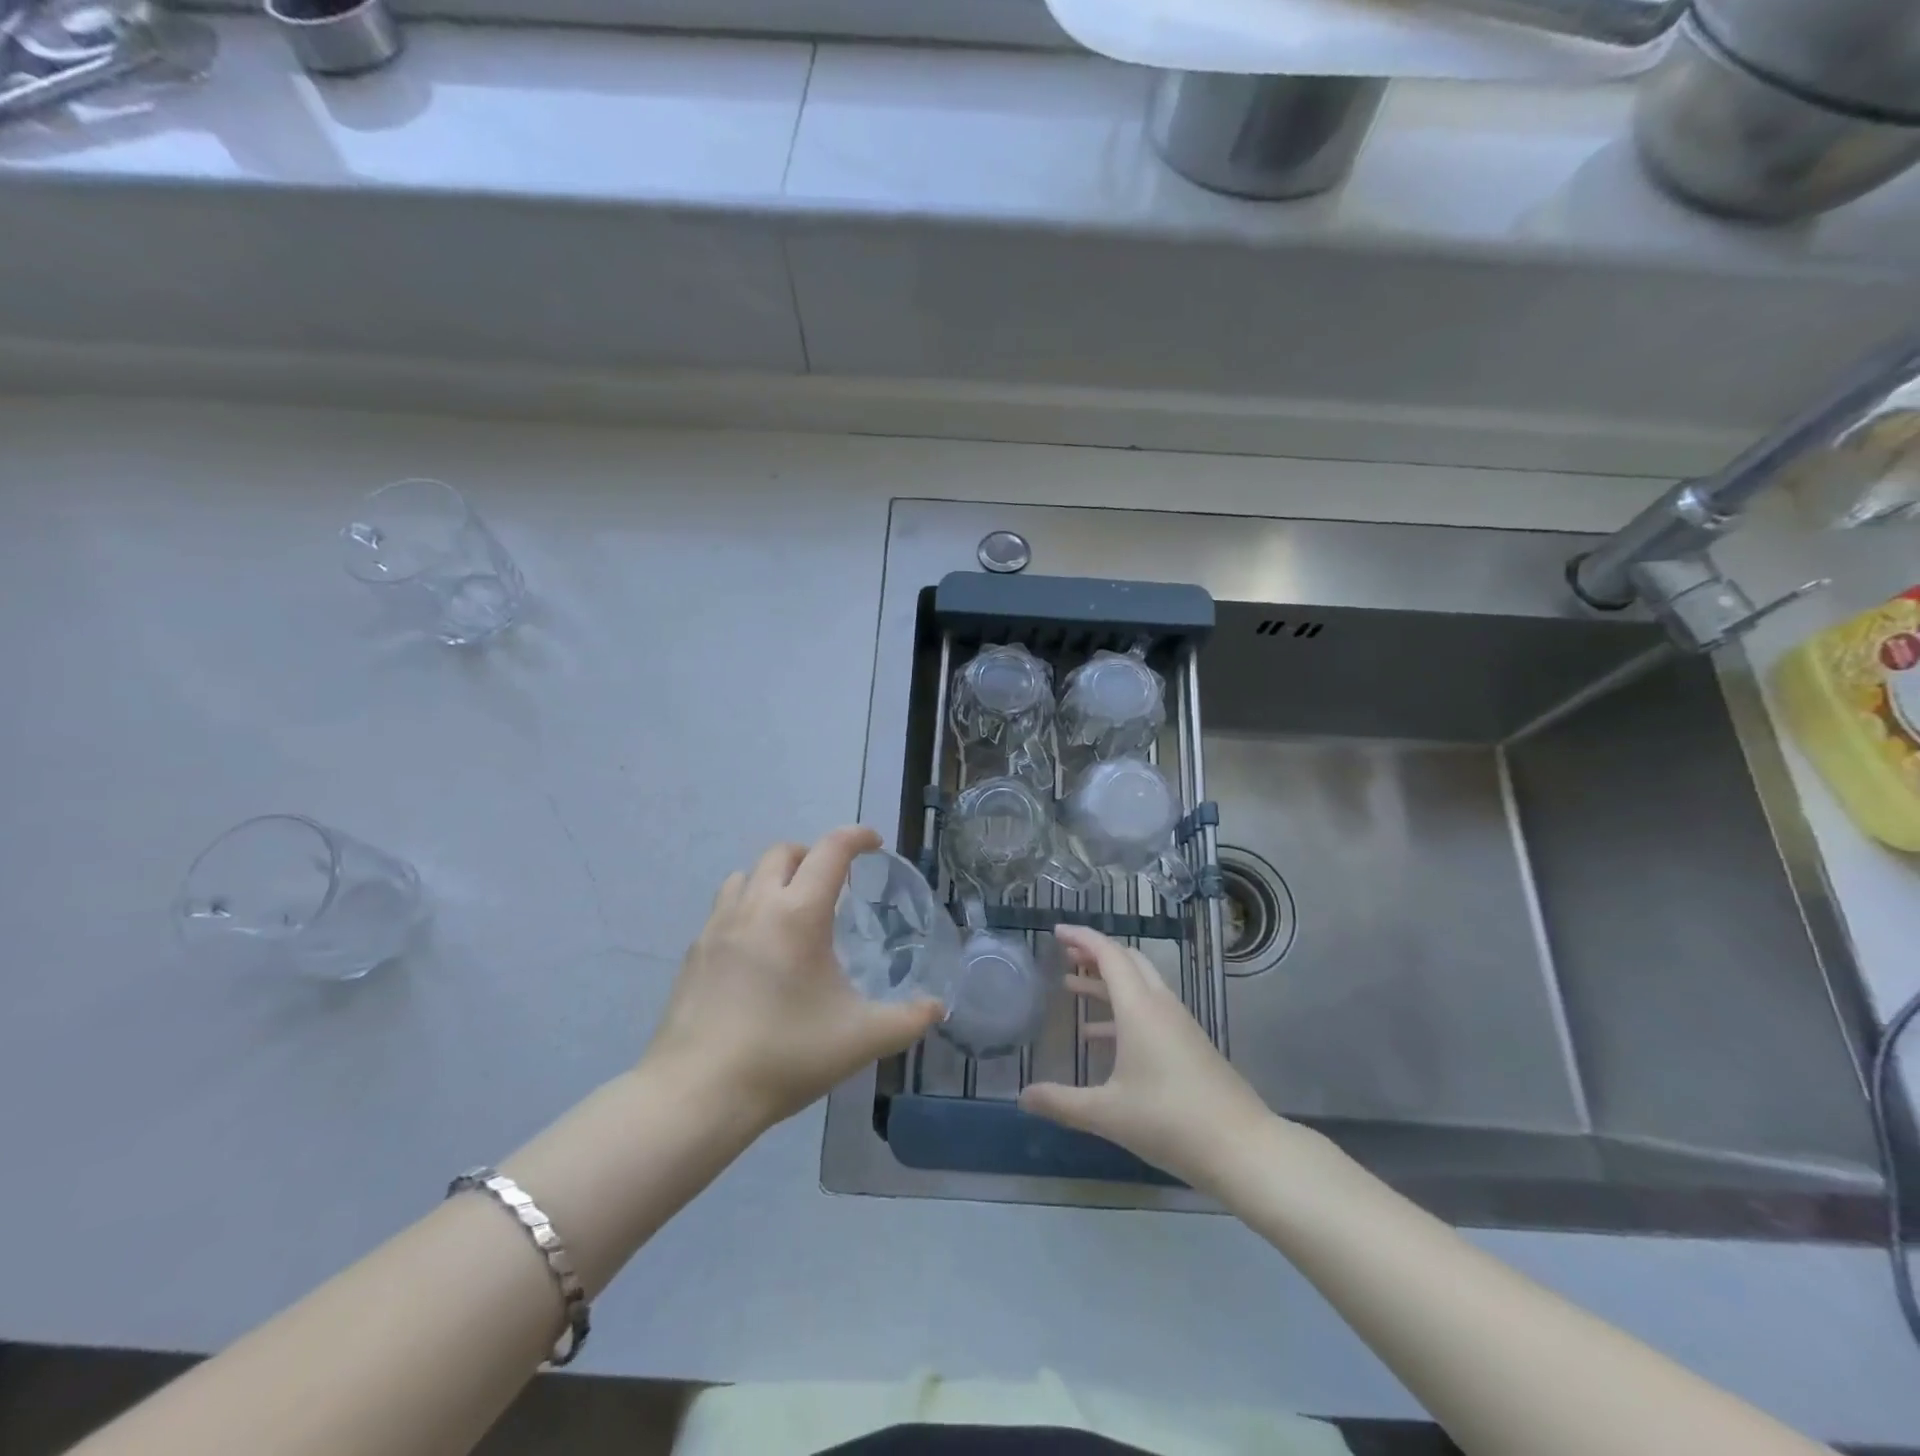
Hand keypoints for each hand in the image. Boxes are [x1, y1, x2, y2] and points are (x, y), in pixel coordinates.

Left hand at [643, 827, 943, 1132]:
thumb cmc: (786, 1055)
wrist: (697, 1093)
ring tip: (792, 910)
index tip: (874, 844)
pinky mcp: (694, 952)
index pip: (831, 850)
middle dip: (814, 854)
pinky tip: (757, 949)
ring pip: (746, 874)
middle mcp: (756, 906)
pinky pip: (724, 907)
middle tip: (835, 884)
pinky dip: (748, 906)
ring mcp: (717, 926)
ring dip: (774, 877)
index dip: (857, 837)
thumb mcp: (861, 1039)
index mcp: (799, 913)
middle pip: (783, 852)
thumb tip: (937, 1007)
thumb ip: (908, 1019)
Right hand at [1018, 925, 1274, 1190]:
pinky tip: (1100, 1036)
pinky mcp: (1190, 1044)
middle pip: (1127, 961)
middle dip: (1095, 953)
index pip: (1109, 955)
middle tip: (1064, 953)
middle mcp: (1160, 1005)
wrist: (1243, 1148)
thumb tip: (1022, 1096)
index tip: (1056, 931)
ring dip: (1106, 981)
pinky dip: (1122, 1009)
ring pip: (1140, 985)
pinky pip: (1150, 1009)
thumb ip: (1062, 1102)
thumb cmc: (1170, 1121)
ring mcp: (1179, 1024)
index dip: (1082, 938)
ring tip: (1071, 987)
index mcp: (1139, 1008)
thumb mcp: (1108, 1114)